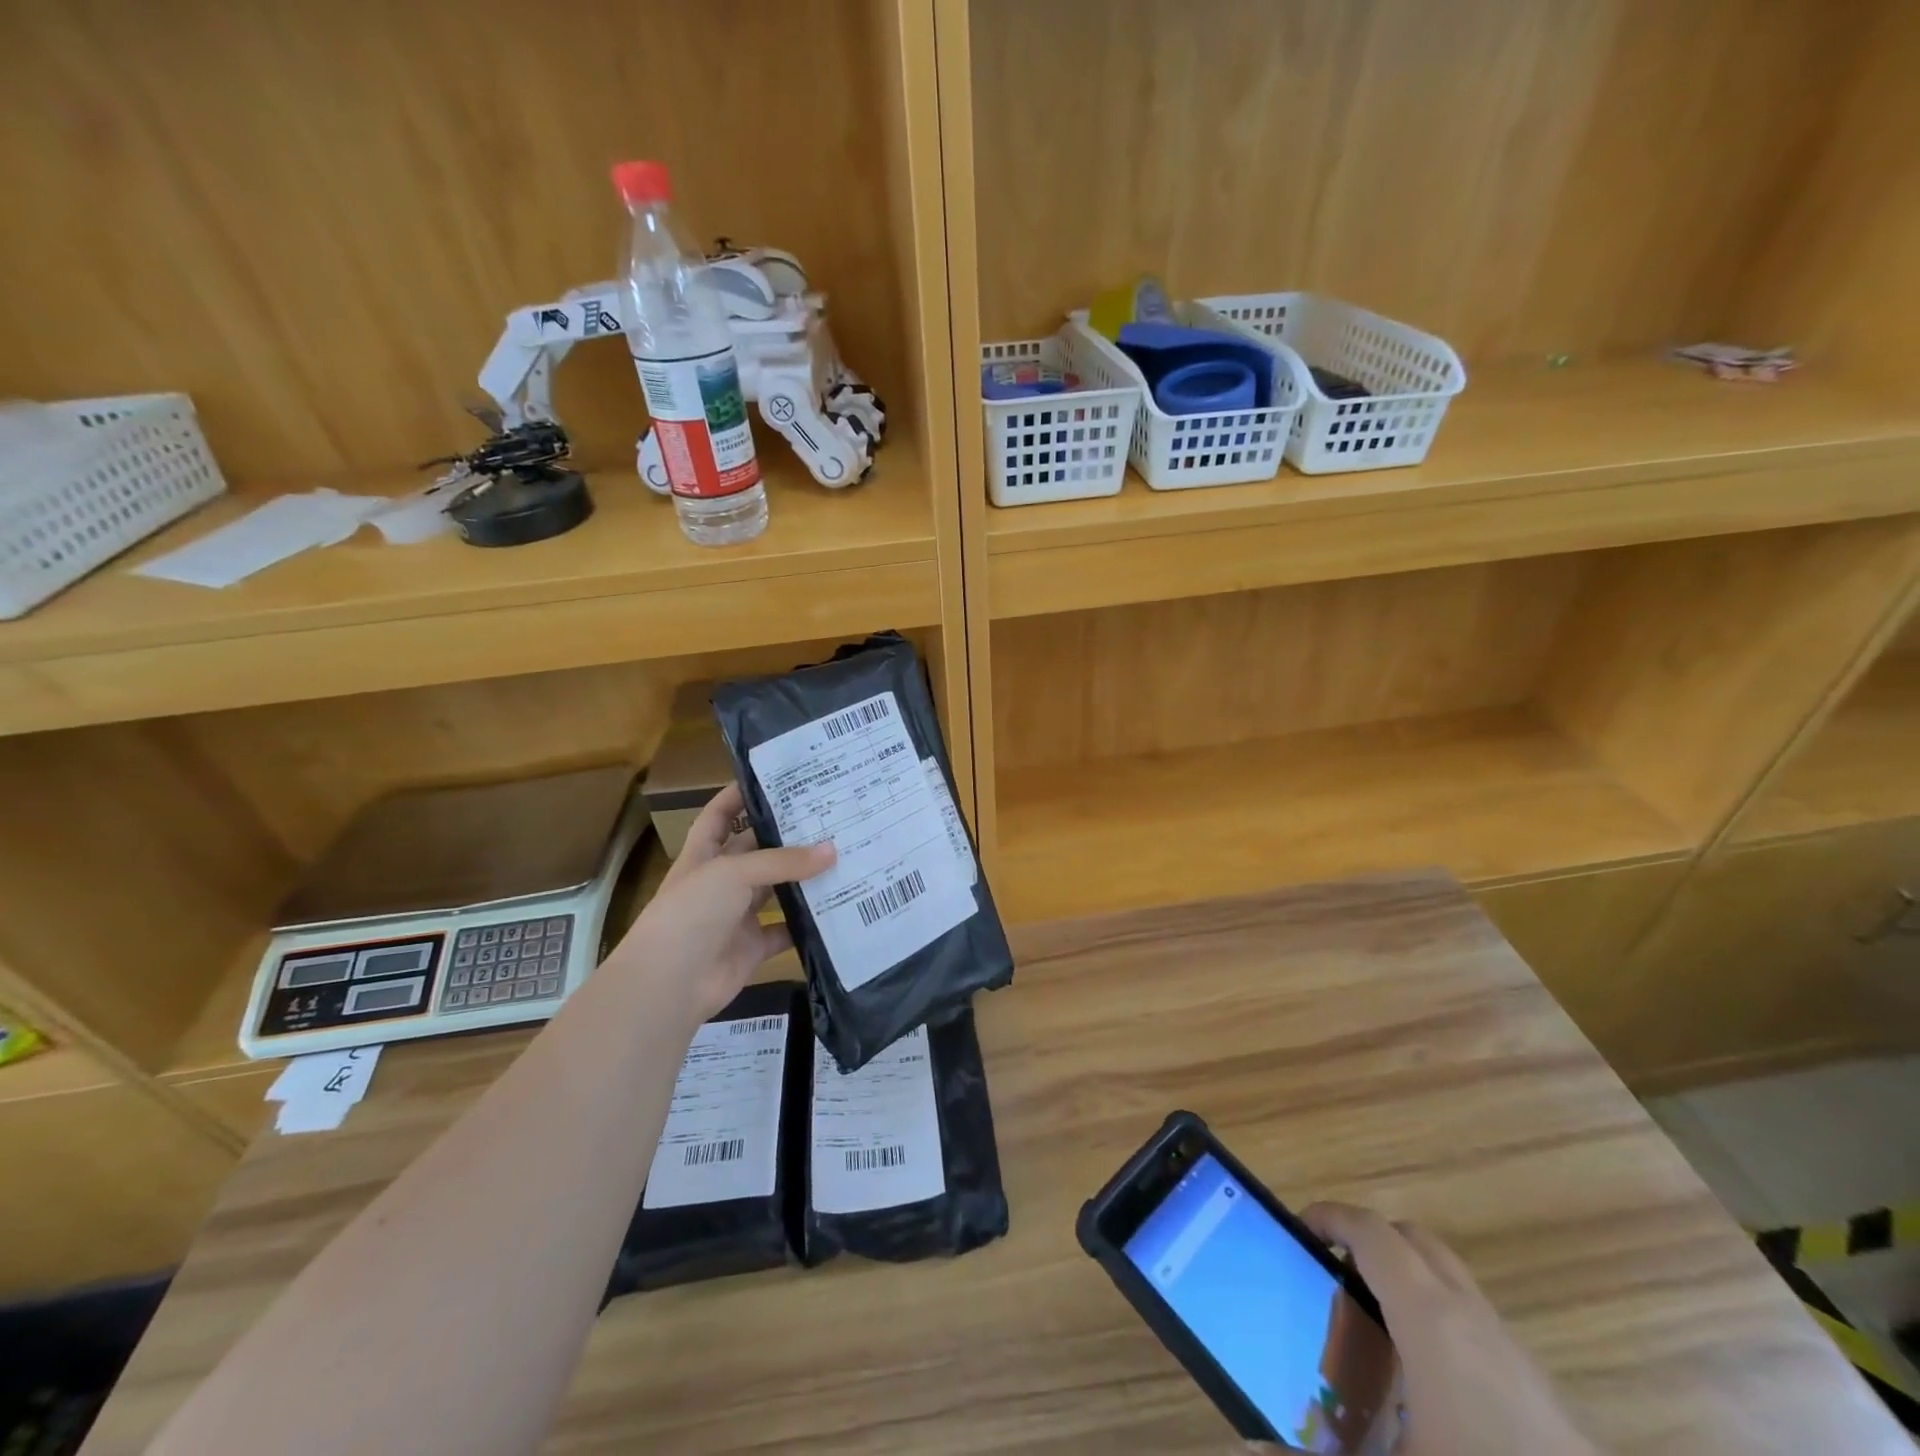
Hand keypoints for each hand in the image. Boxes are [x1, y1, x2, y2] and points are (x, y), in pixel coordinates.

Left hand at [613, 783, 833, 1027]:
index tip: (778, 777)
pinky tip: (838, 905)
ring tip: (845, 854)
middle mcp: (722, 881)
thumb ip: (783, 861)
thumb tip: (833, 850)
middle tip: (832, 815)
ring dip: (805, 877)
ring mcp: (738, 915)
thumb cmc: (691, 913)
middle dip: (789, 835)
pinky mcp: (754, 946)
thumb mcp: (733, 873)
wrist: (669, 985)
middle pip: (758, 850)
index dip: (741, 794)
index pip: (721, 813)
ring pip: (777, 889)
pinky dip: (809, 923)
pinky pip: (787, 930)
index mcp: (704, 854)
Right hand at [1242, 1204, 1594, 1455]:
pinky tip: (1425, 1386)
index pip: (1372, 1232)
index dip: (1331, 1217)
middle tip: (1331, 1273)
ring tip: (1371, 1327)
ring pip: (1449, 1279)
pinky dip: (1438, 1321)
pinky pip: (1475, 1322)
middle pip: (1413, 1241)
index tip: (1297, 1230)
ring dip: (1405, 1279)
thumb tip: (1253, 1449)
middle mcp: (1470, 1317)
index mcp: (1429, 1319)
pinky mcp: (1539, 1390)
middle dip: (1368, 1241)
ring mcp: (1511, 1351)